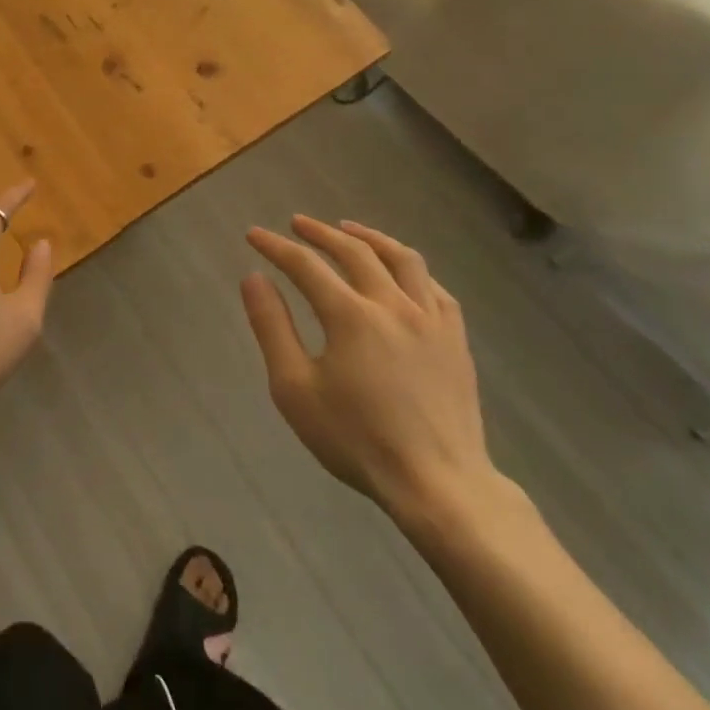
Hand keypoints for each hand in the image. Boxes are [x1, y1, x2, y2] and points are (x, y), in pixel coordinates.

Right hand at [242, 215, 501, 528]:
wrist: (438, 484)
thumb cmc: (356, 439)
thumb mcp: (295, 389)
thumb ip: (272, 328)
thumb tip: (253, 278)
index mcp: (351, 315)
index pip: (305, 265)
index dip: (276, 246)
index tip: (254, 234)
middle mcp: (393, 304)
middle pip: (354, 251)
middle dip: (320, 233)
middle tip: (297, 224)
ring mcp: (431, 319)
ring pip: (403, 259)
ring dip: (370, 237)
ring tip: (350, 230)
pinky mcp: (456, 339)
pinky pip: (435, 288)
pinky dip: (411, 270)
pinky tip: (401, 274)